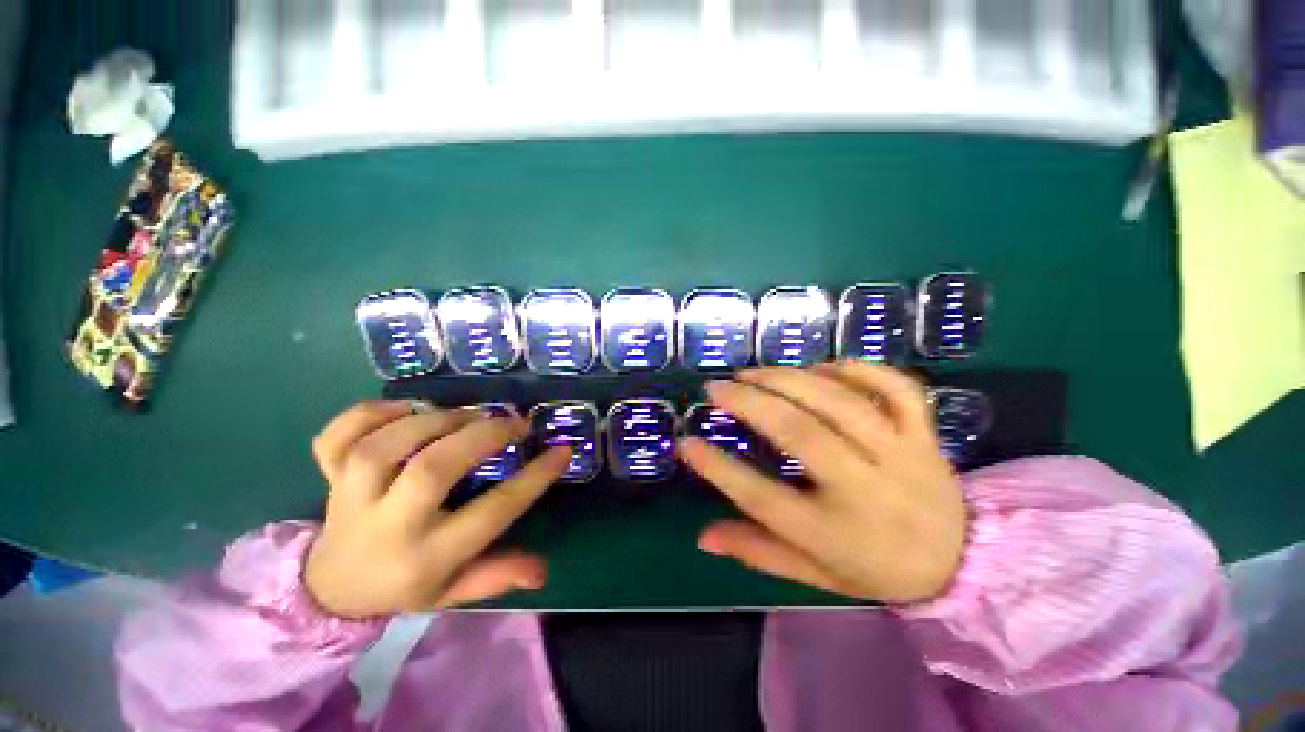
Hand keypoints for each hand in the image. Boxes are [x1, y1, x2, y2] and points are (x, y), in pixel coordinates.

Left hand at [304, 401, 570, 617]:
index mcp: (426, 557)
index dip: (534, 478)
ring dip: (434, 420)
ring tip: (470, 414)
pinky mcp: (327, 476)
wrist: (331, 588)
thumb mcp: (455, 591)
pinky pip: (336, 438)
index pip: (491, 513)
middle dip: (483, 437)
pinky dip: (368, 414)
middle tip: (515, 422)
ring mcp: (349, 498)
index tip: (562, 450)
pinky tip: (406, 409)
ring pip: (383, 447)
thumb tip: (543, 570)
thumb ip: (497, 576)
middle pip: (432, 470)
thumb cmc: (406, 584)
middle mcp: (387, 526)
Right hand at [680, 363, 967, 604]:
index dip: (717, 468)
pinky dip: (856, 369)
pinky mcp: (925, 433)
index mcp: (835, 534)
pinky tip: (820, 367)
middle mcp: (867, 489)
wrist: (962, 562)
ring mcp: (902, 455)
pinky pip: (895, 387)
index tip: (686, 443)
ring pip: (839, 402)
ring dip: (788, 379)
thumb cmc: (875, 568)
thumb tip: (703, 537)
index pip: (762, 498)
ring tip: (752, 372)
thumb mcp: (813, 572)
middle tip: (715, 387)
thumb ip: (757, 551)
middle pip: (800, 434)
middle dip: (749, 403)